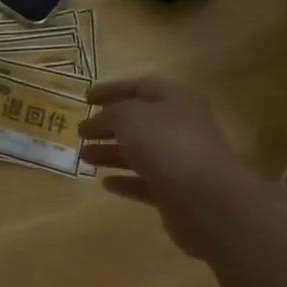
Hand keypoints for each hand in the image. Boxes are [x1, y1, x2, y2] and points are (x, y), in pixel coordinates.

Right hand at [79, 77, 271, 256]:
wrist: (206, 199)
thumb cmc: (166, 144)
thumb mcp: (128, 117)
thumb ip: (109, 114)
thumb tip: (98, 121)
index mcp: (174, 99)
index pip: (140, 86)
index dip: (111, 90)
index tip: (85, 99)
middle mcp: (180, 126)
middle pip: (139, 121)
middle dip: (108, 125)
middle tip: (80, 132)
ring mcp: (180, 160)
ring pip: (140, 152)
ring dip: (111, 153)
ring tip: (83, 156)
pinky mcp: (177, 192)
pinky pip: (146, 182)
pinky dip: (125, 181)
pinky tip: (105, 183)